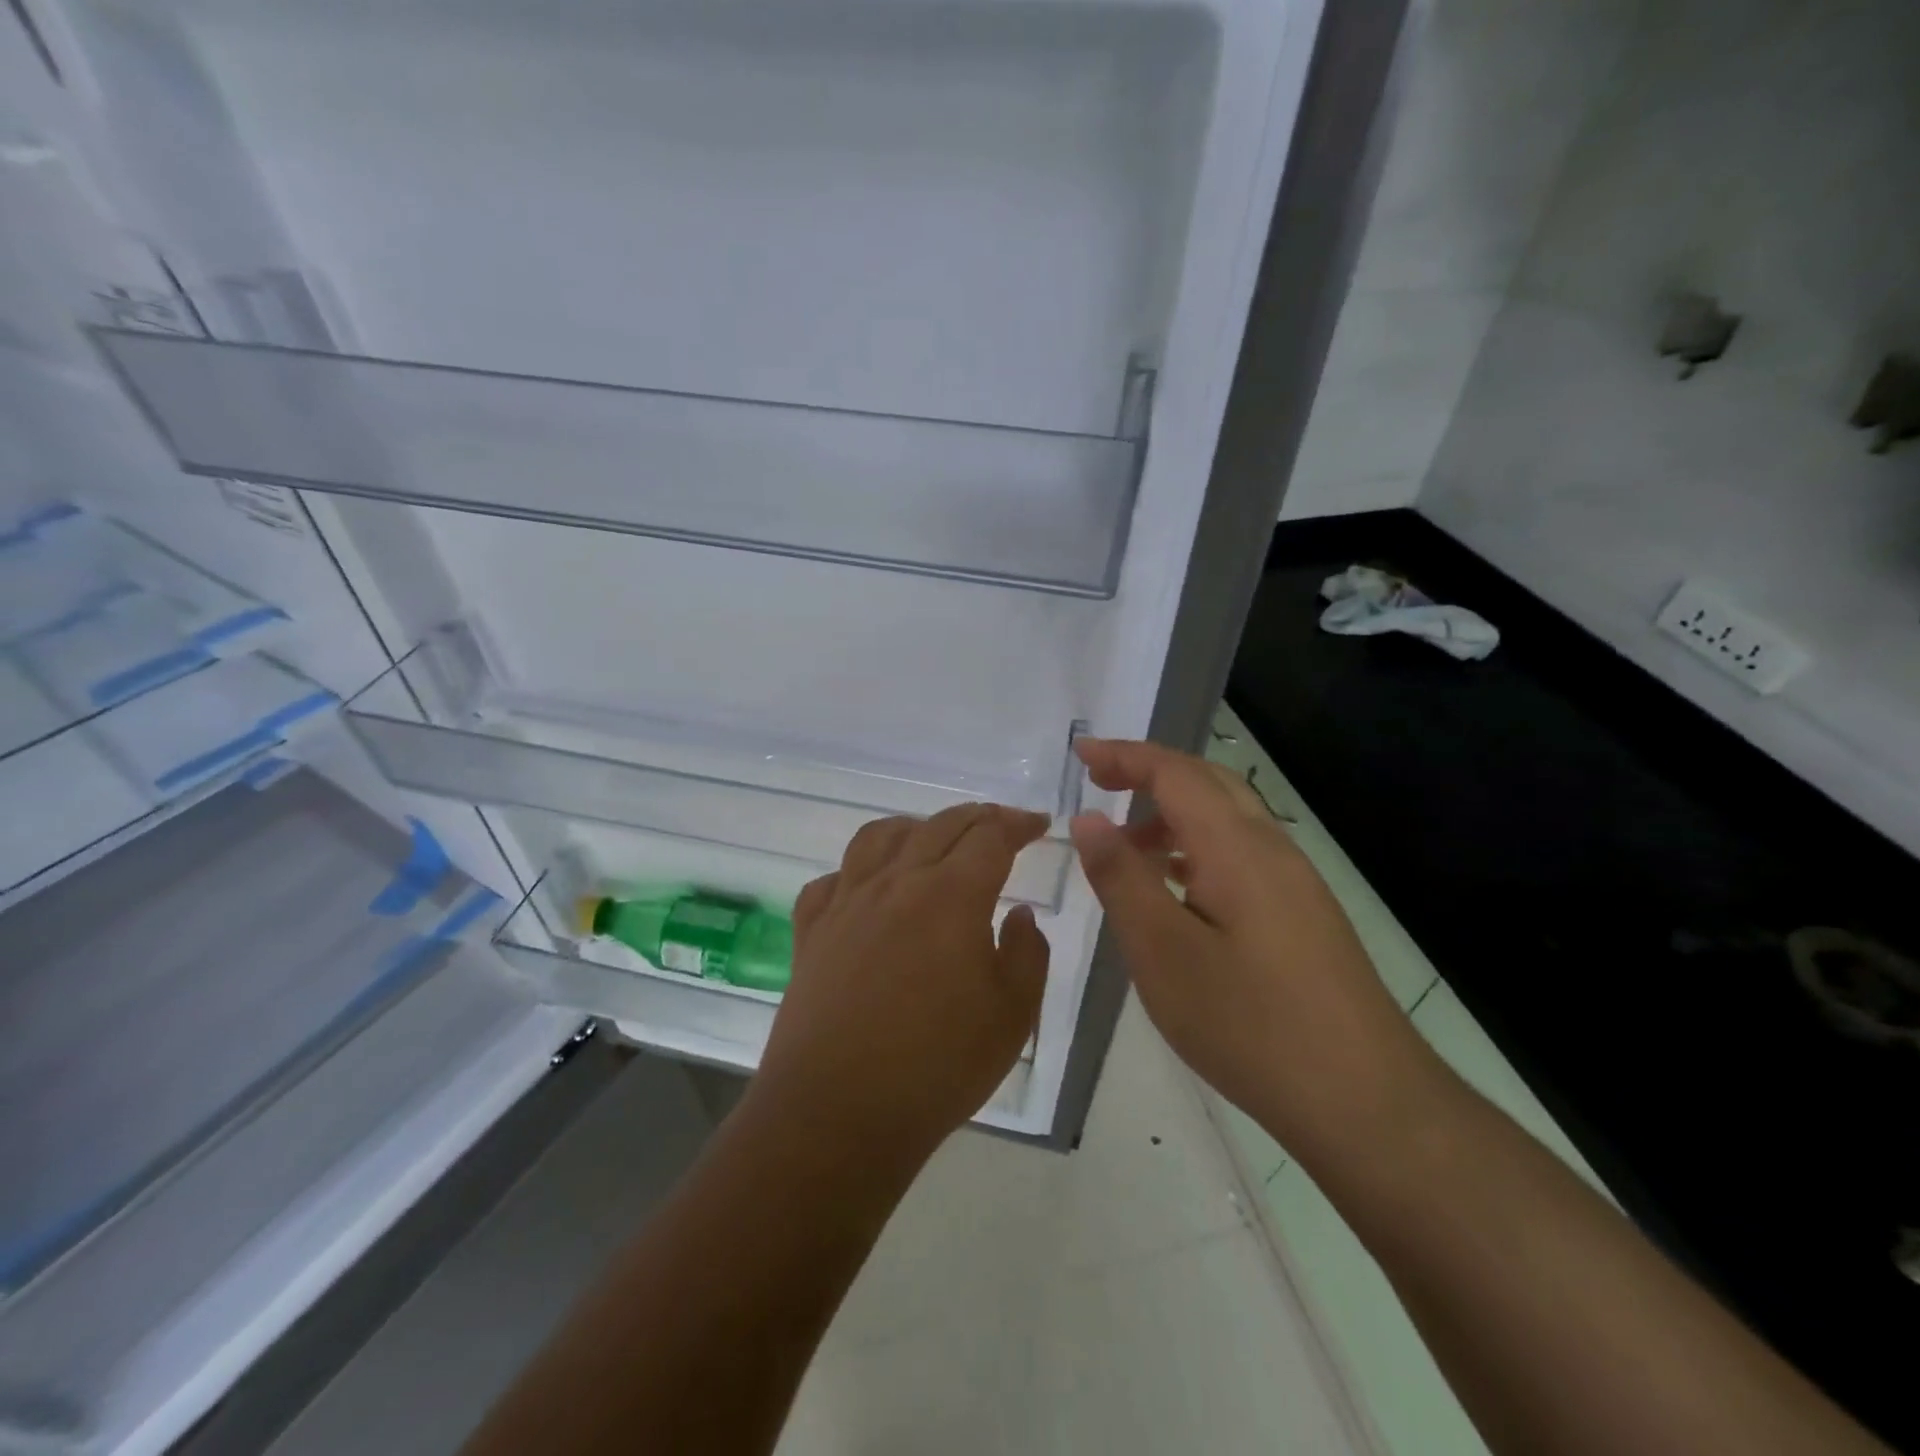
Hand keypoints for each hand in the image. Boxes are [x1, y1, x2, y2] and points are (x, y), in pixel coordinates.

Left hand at [753, 804, 1051, 1165]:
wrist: (837, 1112)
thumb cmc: (937, 1066)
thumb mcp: (1013, 1015)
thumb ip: (1028, 953)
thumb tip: (1019, 914)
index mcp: (951, 895)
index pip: (990, 836)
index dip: (1018, 823)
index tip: (1038, 824)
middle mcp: (896, 882)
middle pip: (939, 826)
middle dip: (976, 818)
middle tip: (998, 827)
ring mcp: (847, 903)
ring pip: (879, 837)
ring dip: (915, 827)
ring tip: (932, 840)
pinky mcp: (812, 931)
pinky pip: (832, 879)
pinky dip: (856, 870)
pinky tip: (868, 889)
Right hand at [1069, 739, 1436, 1161]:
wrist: (1364, 1101)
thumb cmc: (1249, 1024)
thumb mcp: (1163, 952)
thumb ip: (1122, 879)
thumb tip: (1090, 819)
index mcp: (1236, 847)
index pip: (1174, 773)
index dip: (1125, 755)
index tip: (1080, 751)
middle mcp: (1271, 849)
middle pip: (1207, 783)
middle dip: (1149, 773)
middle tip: (1099, 783)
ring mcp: (1295, 882)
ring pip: (1227, 820)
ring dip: (1172, 815)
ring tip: (1126, 846)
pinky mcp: (1303, 914)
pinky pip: (1240, 854)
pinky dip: (1196, 849)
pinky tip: (1177, 891)